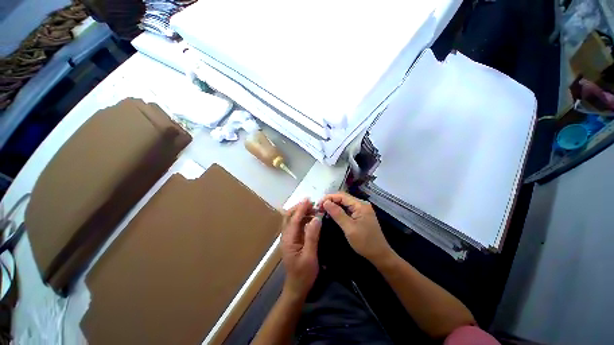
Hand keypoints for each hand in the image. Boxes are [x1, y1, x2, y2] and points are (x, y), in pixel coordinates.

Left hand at [280, 199, 321, 298]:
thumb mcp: (310, 256)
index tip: (308, 200)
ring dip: (301, 212)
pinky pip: (296, 225)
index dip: (301, 208)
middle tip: (312, 204)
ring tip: (313, 210)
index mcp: (289, 239)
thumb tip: (316, 218)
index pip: (294, 219)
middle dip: (299, 208)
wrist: (296, 288)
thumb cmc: (303, 274)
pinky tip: (311, 219)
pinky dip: (303, 219)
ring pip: (292, 220)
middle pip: (289, 216)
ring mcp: (288, 238)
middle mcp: (286, 236)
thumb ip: (312, 236)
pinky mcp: (293, 240)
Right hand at [320, 192, 392, 263]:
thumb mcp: (349, 228)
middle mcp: (361, 204)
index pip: (342, 196)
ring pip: (344, 203)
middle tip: (319, 207)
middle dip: (330, 201)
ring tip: (323, 209)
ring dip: (333, 205)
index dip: (329, 197)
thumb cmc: (365, 242)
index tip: (318, 204)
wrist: (380, 255)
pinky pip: (347, 209)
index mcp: (360, 205)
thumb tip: (325, 202)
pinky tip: (332, 214)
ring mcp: (361, 209)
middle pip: (343, 198)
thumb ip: (337, 214)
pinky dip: (338, 210)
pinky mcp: (360, 215)